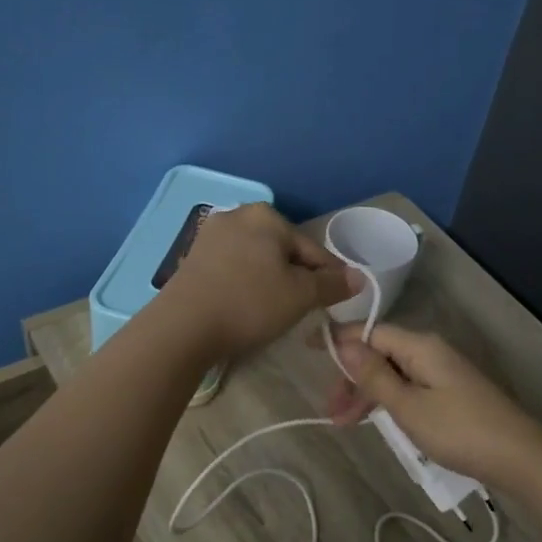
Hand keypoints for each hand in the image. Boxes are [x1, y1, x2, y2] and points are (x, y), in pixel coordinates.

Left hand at [161, 204, 354, 359]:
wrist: (183, 326)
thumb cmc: (249, 303)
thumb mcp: (301, 296)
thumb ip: (332, 284)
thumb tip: (359, 277)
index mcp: (267, 215)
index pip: (312, 249)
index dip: (328, 277)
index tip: (334, 301)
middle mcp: (237, 215)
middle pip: (282, 250)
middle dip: (295, 277)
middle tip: (301, 309)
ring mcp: (210, 235)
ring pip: (256, 259)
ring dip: (269, 281)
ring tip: (273, 311)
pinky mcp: (193, 257)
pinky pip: (232, 268)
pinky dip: (244, 284)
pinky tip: (243, 306)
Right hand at [327, 324, 541, 487]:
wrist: (520, 457)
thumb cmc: (459, 430)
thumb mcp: (408, 406)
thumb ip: (374, 375)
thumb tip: (345, 343)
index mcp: (420, 347)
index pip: (371, 332)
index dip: (340, 339)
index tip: (308, 348)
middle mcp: (431, 352)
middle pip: (381, 354)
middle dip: (352, 378)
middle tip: (330, 411)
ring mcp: (443, 373)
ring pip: (394, 374)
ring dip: (368, 394)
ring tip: (345, 423)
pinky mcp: (451, 393)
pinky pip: (409, 387)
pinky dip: (389, 401)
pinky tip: (377, 420)